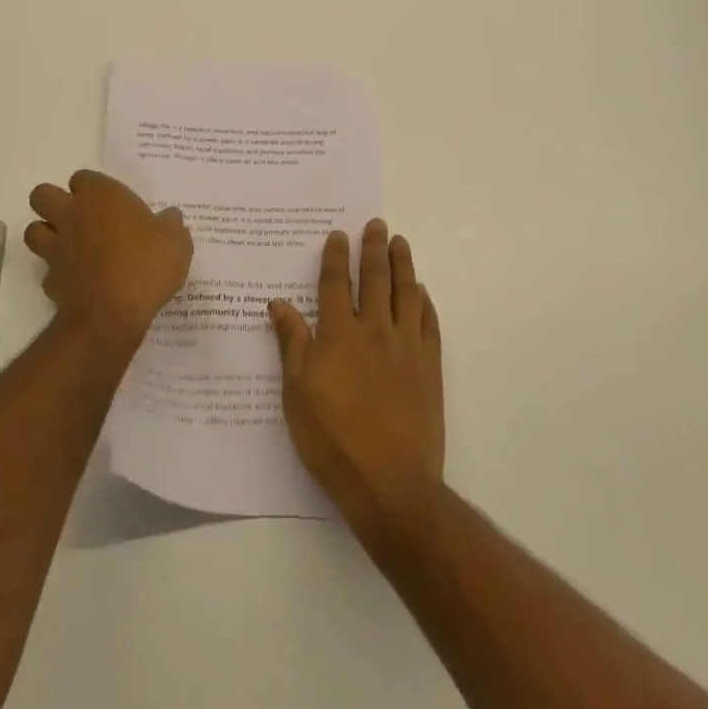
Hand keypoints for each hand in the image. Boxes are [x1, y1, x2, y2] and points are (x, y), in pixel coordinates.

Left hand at [24, 171, 192, 347]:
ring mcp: (56, 248)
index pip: (83, 177)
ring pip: (33, 230)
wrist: (112, 315)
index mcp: (101, 196)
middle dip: (53, 202)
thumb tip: (170, 217)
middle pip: (42, 195)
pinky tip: (76, 282)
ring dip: (46, 235)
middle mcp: (72, 215)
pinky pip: (47, 271)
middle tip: (78, 217)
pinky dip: (57, 275)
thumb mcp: (176, 242)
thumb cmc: (146, 266)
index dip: (92, 188)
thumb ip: (171, 225)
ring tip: (70, 246)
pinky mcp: (50, 280)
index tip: (108, 202)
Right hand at [270, 221, 444, 539]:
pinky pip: (429, 324)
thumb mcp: (297, 393)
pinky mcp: (429, 368)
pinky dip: (425, 303)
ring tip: (400, 243)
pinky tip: (422, 293)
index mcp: (339, 335)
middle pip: (375, 279)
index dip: (336, 257)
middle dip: (374, 248)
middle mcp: (375, 331)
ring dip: (403, 265)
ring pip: (405, 294)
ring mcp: (407, 348)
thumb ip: (291, 343)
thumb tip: (278, 303)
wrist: (390, 484)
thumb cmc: (333, 440)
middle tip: (377, 224)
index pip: (336, 284)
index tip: (338, 235)